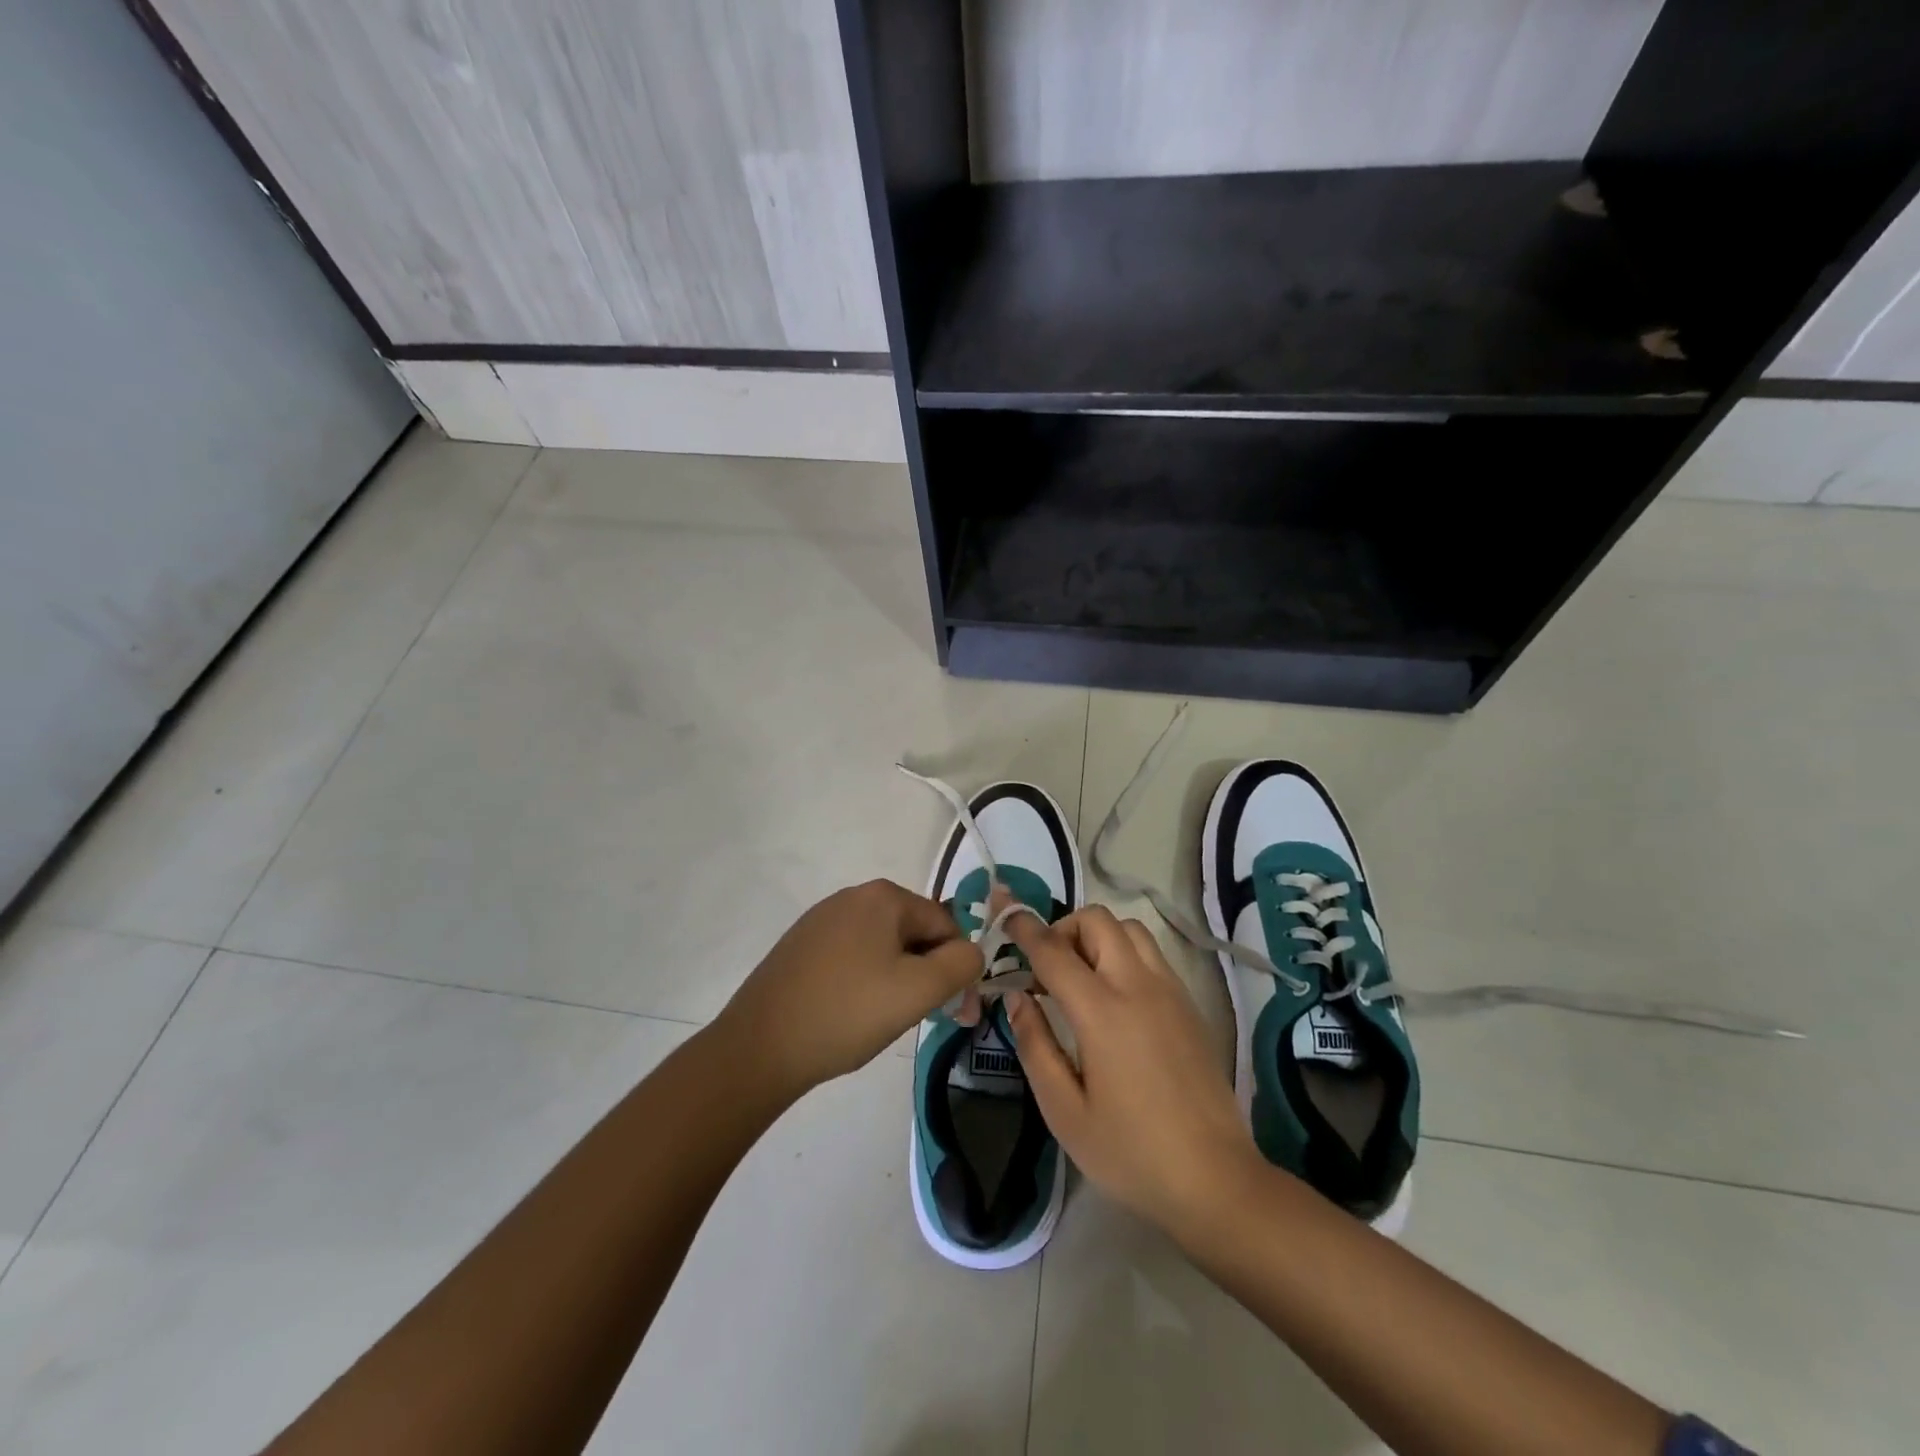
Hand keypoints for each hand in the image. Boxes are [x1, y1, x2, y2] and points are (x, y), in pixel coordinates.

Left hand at [716, 880, 981, 1100]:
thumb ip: (961, 964)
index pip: (945, 924)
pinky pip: (852, 956)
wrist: (759, 1046)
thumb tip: (971, 952)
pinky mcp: (801, 945)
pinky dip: (864, 981)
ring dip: (896, 979)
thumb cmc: (848, 1013)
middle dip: (925, 973)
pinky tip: (851, 1013)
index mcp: (883, 896)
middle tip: (919, 1018)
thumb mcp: (919, 990)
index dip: (956, 967)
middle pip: (913, 932)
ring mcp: (821, 919)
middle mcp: (852, 896)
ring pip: (883, 946)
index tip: (953, 1010)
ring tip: (881, 1019)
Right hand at [1002, 906, 1258, 1236]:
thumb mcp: (1064, 1111)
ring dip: (1097, 936)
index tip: (1005, 914)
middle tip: (1046, 968)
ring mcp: (1170, 991)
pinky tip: (1114, 998)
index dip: (1024, 928)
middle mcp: (1138, 986)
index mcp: (1102, 1011)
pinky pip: (1151, 954)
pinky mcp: (1189, 1004)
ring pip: (1130, 929)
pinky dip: (1124, 953)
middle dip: (1064, 928)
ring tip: (1080, 978)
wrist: (1215, 1180)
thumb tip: (1016, 997)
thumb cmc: (1131, 1153)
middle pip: (1097, 920)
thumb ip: (1035, 1045)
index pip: (1053, 950)